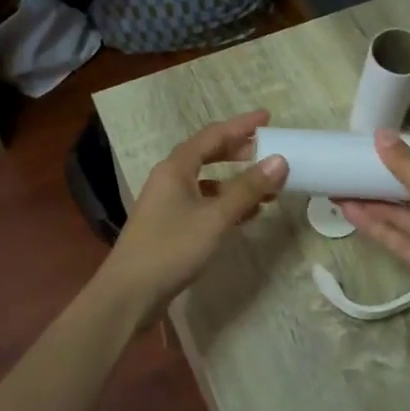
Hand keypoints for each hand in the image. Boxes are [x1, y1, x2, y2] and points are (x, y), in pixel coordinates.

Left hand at [96, 111, 286, 324]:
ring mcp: (167, 203)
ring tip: (266, 186)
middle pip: (207, 155)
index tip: (267, 117)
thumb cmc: (171, 248)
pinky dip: (225, 204)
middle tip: (268, 150)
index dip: (241, 125)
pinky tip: (245, 215)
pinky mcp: (170, 226)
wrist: (129, 293)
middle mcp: (169, 179)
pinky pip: (203, 203)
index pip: (212, 135)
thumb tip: (280, 160)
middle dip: (238, 151)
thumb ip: (247, 189)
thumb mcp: (215, 217)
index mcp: (175, 168)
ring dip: (235, 181)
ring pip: (207, 182)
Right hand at [337, 131, 409, 335]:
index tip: (369, 141)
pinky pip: (395, 236)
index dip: (402, 148)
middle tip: (346, 164)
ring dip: (371, 200)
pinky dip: (373, 224)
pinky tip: (348, 211)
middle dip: (381, 176)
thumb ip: (408, 166)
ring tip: (337, 186)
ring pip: (400, 212)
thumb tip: (381, 134)